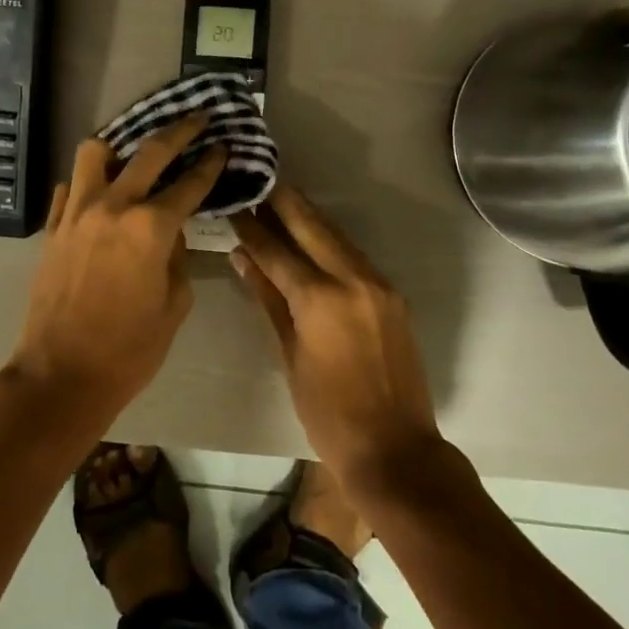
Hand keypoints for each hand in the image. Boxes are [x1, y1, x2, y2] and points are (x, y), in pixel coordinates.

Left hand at [7, 113, 226, 432]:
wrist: (61, 374)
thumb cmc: (129, 349)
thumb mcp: (175, 304)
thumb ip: (178, 257)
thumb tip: (172, 231)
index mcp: (151, 227)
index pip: (190, 182)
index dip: (210, 162)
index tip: (222, 145)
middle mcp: (113, 206)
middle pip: (149, 151)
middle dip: (179, 130)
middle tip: (196, 119)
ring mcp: (76, 212)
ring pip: (94, 152)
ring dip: (120, 146)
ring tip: (134, 153)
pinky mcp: (53, 226)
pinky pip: (70, 186)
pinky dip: (88, 180)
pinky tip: (101, 191)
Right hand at [229, 186, 440, 489]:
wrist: (395, 448)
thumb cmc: (328, 412)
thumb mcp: (290, 355)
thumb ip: (268, 299)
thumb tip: (243, 257)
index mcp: (320, 298)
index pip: (276, 249)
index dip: (251, 226)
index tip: (233, 204)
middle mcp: (352, 279)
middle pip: (311, 225)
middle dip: (282, 201)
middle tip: (259, 180)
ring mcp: (378, 284)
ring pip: (336, 235)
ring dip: (307, 216)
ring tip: (279, 200)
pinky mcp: (392, 295)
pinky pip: (354, 255)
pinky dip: (329, 241)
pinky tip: (311, 237)